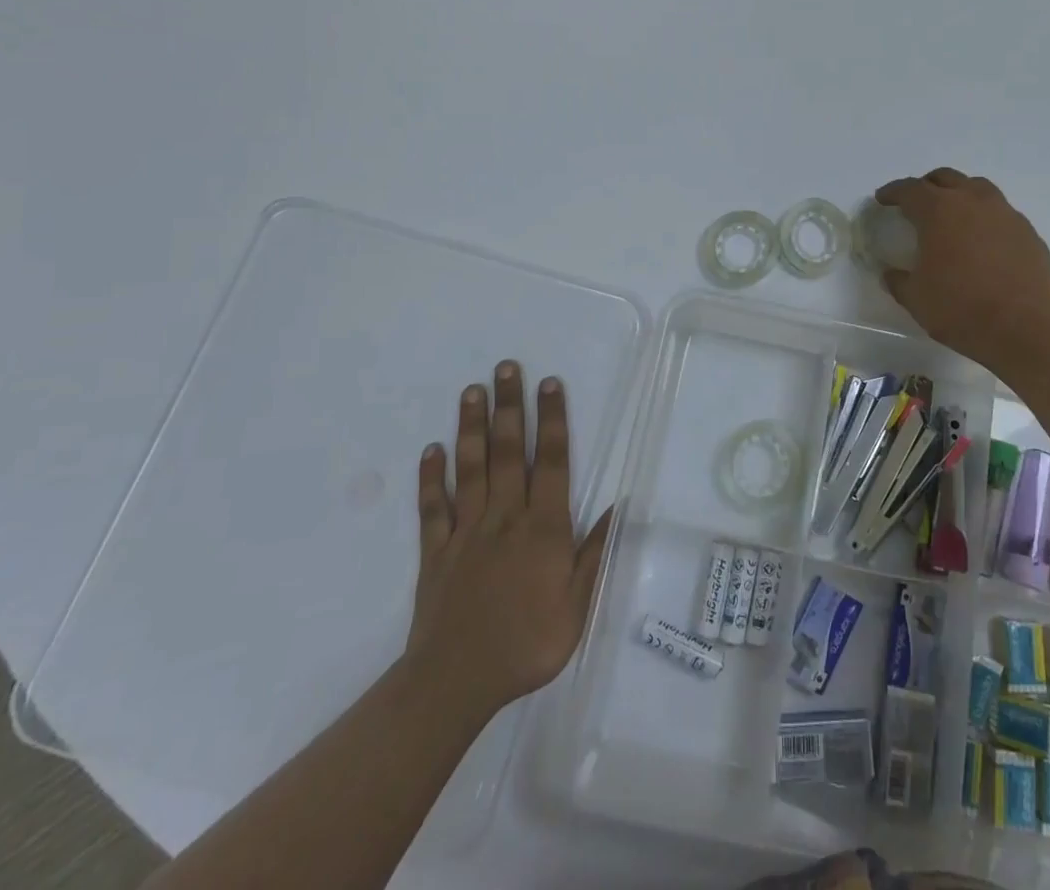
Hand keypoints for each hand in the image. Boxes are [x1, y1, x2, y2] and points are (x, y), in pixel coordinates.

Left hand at [404, 361, 612, 713]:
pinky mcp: (435, 551)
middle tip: (506, 367)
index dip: (553, 420)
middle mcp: (505, 517)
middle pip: (510, 451)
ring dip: (472, 427)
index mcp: (543, 527)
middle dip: (510, 406)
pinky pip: (432, 508)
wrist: (456, 683)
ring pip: (471, 468)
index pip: (552, 462)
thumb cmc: (527, 644)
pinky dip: (430, 478)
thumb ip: (595, 553)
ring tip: (471, 391)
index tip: (550, 384)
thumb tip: (619, 507)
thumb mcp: (578, 606)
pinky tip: (431, 450)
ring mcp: (466, 531)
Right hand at [876, 169, 1049, 375]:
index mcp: (939, 211)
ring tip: (953, 216)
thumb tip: (891, 274)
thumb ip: (899, 281)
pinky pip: (1002, 214)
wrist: (1025, 328)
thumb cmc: (960, 309)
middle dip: (927, 186)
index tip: (883, 199)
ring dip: (961, 195)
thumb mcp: (916, 299)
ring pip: (978, 189)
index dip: (893, 192)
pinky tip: (983, 243)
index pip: (910, 189)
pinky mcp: (1029, 233)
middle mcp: (973, 201)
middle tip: (917, 204)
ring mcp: (1006, 214)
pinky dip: (986, 220)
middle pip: (946, 178)